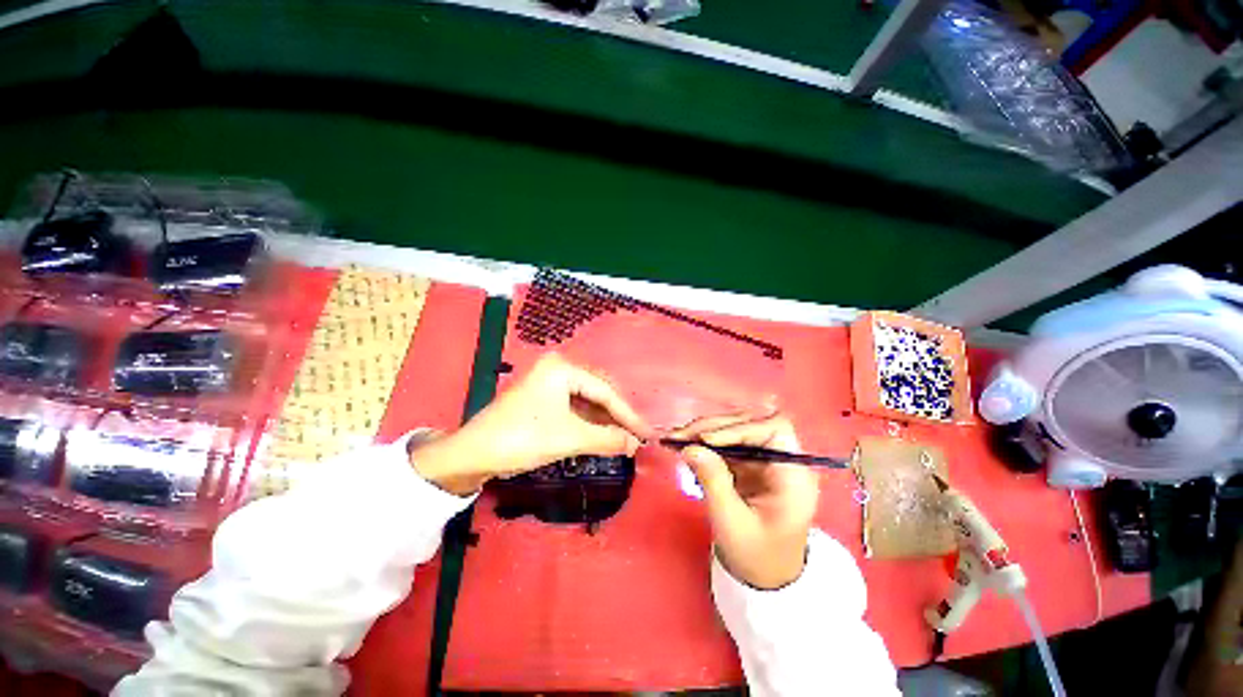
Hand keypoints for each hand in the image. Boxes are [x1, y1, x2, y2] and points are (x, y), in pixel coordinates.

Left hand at [412, 354, 651, 495]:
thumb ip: (607, 439)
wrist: (471, 454)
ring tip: (623, 439)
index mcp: (563, 369)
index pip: (605, 391)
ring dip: (604, 421)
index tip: (648, 433)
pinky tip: (601, 435)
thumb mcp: (569, 438)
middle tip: (637, 437)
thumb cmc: (523, 438)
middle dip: (617, 417)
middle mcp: (557, 370)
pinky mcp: (541, 399)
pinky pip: (573, 408)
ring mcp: (548, 384)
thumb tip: (636, 445)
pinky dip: (588, 423)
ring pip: (586, 402)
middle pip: (597, 393)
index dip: (628, 414)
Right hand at [672, 413, 818, 589]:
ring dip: (705, 431)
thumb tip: (690, 447)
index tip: (708, 440)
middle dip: (714, 427)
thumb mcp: (732, 523)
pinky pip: (726, 443)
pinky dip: (704, 442)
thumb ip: (713, 481)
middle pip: (750, 424)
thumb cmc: (756, 556)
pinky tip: (685, 445)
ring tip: (677, 437)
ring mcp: (764, 460)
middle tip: (681, 435)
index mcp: (793, 476)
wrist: (764, 577)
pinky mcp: (749, 464)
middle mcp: (781, 460)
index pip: (774, 429)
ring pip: (735, 430)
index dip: (741, 428)